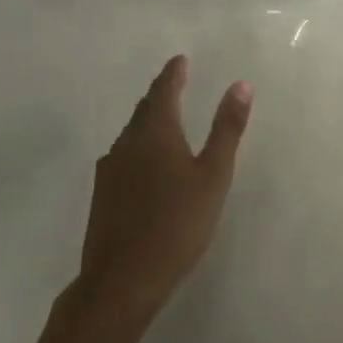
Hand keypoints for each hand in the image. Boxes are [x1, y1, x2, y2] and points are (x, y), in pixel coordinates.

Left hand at [76, 56, 252, 329]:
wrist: (121, 282)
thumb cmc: (176, 224)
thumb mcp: (213, 175)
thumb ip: (226, 129)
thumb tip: (240, 84)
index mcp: (155, 132)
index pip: (164, 90)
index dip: (173, 73)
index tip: (180, 60)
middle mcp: (127, 142)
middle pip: (145, 109)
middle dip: (160, 94)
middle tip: (175, 83)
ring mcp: (110, 169)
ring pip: (131, 133)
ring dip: (148, 120)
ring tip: (164, 119)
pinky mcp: (102, 195)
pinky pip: (123, 155)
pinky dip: (138, 146)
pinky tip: (145, 163)